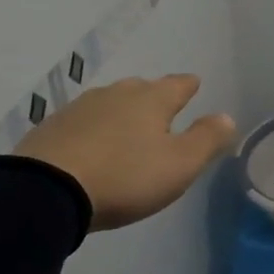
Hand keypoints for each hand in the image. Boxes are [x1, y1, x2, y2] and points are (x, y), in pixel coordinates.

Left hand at [14, 74, 236, 230]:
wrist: (46, 190)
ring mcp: (79, 109)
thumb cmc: (125, 177)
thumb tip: (226, 116)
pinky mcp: (51, 128)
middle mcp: (116, 95)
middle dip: (153, 96)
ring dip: (121, 111)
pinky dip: (93, 128)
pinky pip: (82, 121)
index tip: (194, 83)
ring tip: (127, 126)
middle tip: (162, 108)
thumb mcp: (179, 165)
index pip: (177, 85)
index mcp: (151, 100)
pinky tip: (91, 143)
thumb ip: (206, 139)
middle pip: (141, 89)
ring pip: (109, 102)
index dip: (188, 85)